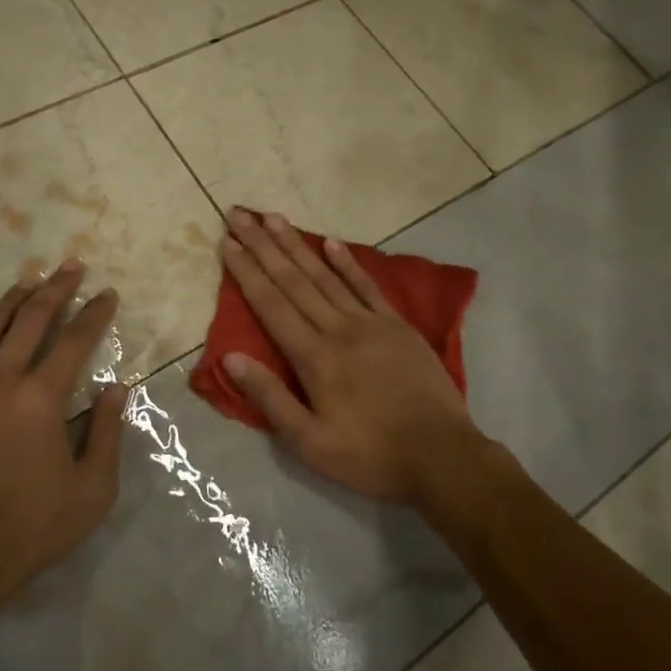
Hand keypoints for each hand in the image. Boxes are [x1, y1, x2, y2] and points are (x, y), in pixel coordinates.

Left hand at [0, 262, 123, 604]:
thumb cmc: (27, 528)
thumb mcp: (91, 490)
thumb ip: (108, 434)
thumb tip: (117, 389)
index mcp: (41, 398)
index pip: (75, 339)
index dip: (95, 313)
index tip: (107, 294)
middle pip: (30, 318)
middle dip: (56, 287)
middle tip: (71, 267)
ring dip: (10, 300)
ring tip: (26, 285)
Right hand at [218, 209, 485, 503]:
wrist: (443, 456)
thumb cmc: (371, 455)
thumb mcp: (310, 443)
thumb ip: (270, 397)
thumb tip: (230, 357)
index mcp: (313, 357)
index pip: (271, 304)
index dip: (246, 272)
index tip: (228, 242)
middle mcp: (337, 329)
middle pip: (293, 280)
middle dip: (263, 246)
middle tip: (240, 214)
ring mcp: (370, 323)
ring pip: (325, 275)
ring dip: (297, 245)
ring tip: (275, 218)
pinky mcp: (397, 325)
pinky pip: (367, 286)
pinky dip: (347, 263)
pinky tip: (330, 242)